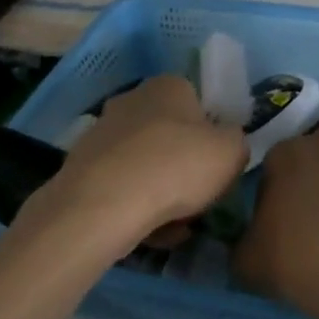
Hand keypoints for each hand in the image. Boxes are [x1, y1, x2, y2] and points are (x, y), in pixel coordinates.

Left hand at [30, 75, 249, 241]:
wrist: (105, 204)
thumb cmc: (178, 166)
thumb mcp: (233, 151)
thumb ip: (236, 141)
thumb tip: (226, 142)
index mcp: (169, 85)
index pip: (198, 103)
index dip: (211, 135)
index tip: (217, 165)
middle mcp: (132, 99)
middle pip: (170, 135)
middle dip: (184, 167)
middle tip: (199, 197)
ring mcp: (102, 132)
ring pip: (146, 165)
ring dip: (162, 192)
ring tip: (176, 226)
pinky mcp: (82, 167)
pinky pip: (122, 187)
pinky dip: (137, 207)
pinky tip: (150, 233)